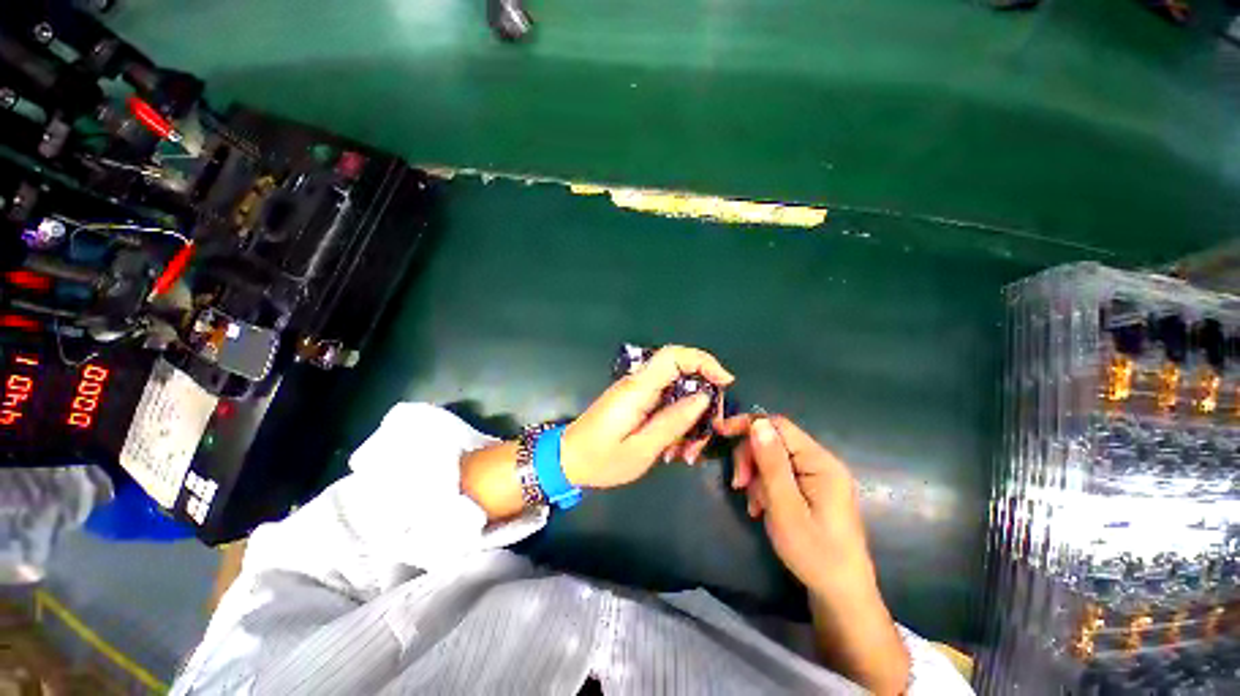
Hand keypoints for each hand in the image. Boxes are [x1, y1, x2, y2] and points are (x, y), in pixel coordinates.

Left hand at [562, 346, 733, 488]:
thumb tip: (703, 397)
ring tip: (687, 453)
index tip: (725, 381)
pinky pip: (666, 404)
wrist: (569, 461)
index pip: (673, 356)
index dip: (702, 361)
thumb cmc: (601, 459)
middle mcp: (638, 384)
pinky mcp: (637, 402)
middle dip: (702, 402)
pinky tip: (674, 450)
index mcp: (637, 389)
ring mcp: (638, 393)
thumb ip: (672, 422)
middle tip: (707, 434)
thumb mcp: (641, 449)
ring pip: (677, 393)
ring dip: (690, 420)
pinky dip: (677, 424)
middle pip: (681, 374)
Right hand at [718, 415, 871, 590]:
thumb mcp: (785, 508)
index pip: (779, 426)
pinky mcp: (812, 488)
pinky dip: (765, 486)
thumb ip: (771, 464)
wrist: (840, 593)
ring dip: (756, 476)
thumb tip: (757, 423)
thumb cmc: (814, 553)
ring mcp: (817, 475)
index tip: (720, 432)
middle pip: (774, 441)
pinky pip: (780, 474)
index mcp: (820, 463)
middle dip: (751, 458)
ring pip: (772, 458)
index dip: (748, 425)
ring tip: (755, 506)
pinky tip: (762, 508)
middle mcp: (821, 462)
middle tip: (738, 485)